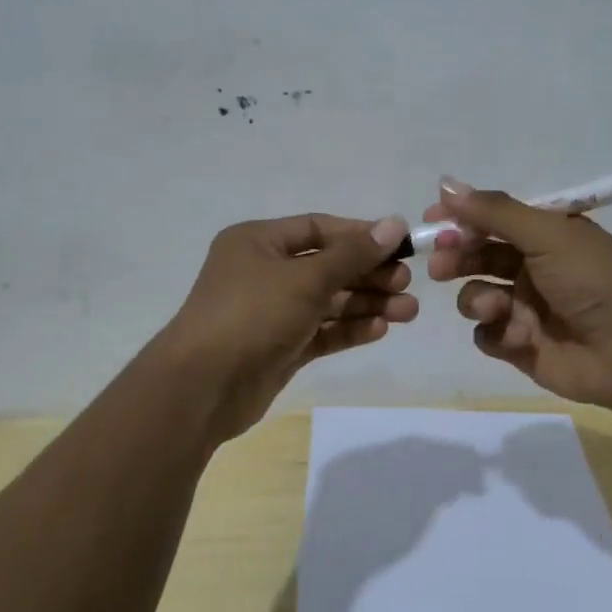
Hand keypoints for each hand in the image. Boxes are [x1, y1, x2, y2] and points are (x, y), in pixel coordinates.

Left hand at [161, 213, 415, 438]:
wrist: (203, 388)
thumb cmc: (252, 315)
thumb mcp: (306, 278)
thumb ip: (352, 254)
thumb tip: (394, 224)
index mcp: (259, 242)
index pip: (318, 228)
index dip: (360, 235)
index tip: (400, 245)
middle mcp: (264, 271)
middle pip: (327, 266)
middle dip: (369, 274)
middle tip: (407, 283)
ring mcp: (272, 311)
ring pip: (328, 301)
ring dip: (366, 304)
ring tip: (408, 312)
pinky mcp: (280, 346)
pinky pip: (321, 330)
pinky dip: (348, 329)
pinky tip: (380, 330)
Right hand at [423, 179, 611, 408]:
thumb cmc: (592, 280)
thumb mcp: (546, 234)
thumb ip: (493, 211)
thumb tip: (444, 183)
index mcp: (546, 234)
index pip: (493, 218)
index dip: (462, 217)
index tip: (432, 218)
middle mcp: (533, 266)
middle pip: (478, 255)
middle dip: (457, 257)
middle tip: (440, 263)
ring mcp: (525, 307)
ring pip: (476, 295)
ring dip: (477, 299)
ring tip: (495, 307)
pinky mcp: (520, 345)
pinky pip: (487, 334)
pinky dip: (496, 332)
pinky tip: (518, 336)